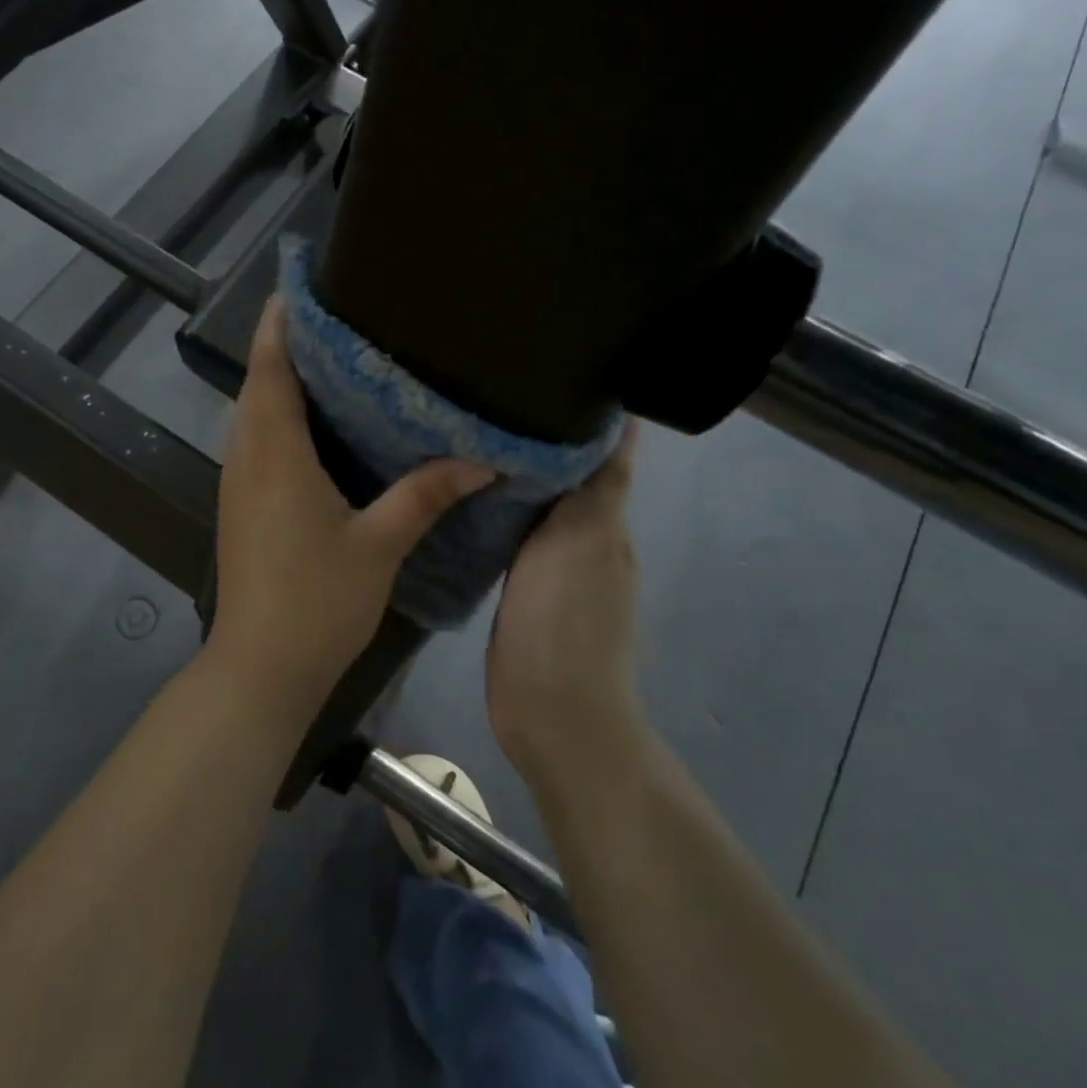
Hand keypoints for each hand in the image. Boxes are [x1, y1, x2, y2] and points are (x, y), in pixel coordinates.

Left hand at [207, 298, 493, 720]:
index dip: (281, 323)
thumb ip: (426, 494)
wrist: (262, 666)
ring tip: (336, 360)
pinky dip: (282, 419)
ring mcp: (238, 483)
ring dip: (284, 382)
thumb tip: (481, 459)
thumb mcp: (380, 543)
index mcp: (275, 452)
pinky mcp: (241, 506)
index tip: (303, 287)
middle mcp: (247, 457)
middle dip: (289, 345)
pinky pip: (258, 443)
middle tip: (340, 318)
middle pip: (260, 383)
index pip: (270, 368)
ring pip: (255, 414)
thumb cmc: (317, 600)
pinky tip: (322, 427)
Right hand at [485, 428, 643, 783]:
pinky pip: (511, 539)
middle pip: (564, 478)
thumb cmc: (564, 621)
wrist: (551, 712)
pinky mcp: (522, 592)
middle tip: (492, 400)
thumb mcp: (583, 539)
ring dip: (514, 480)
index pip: (599, 457)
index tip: (545, 375)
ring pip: (536, 508)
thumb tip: (620, 424)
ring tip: (471, 441)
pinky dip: (497, 515)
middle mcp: (584, 540)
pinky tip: (466, 501)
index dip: (581, 419)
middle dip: (539, 442)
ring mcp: (553, 569)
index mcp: (604, 522)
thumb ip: (598, 485)